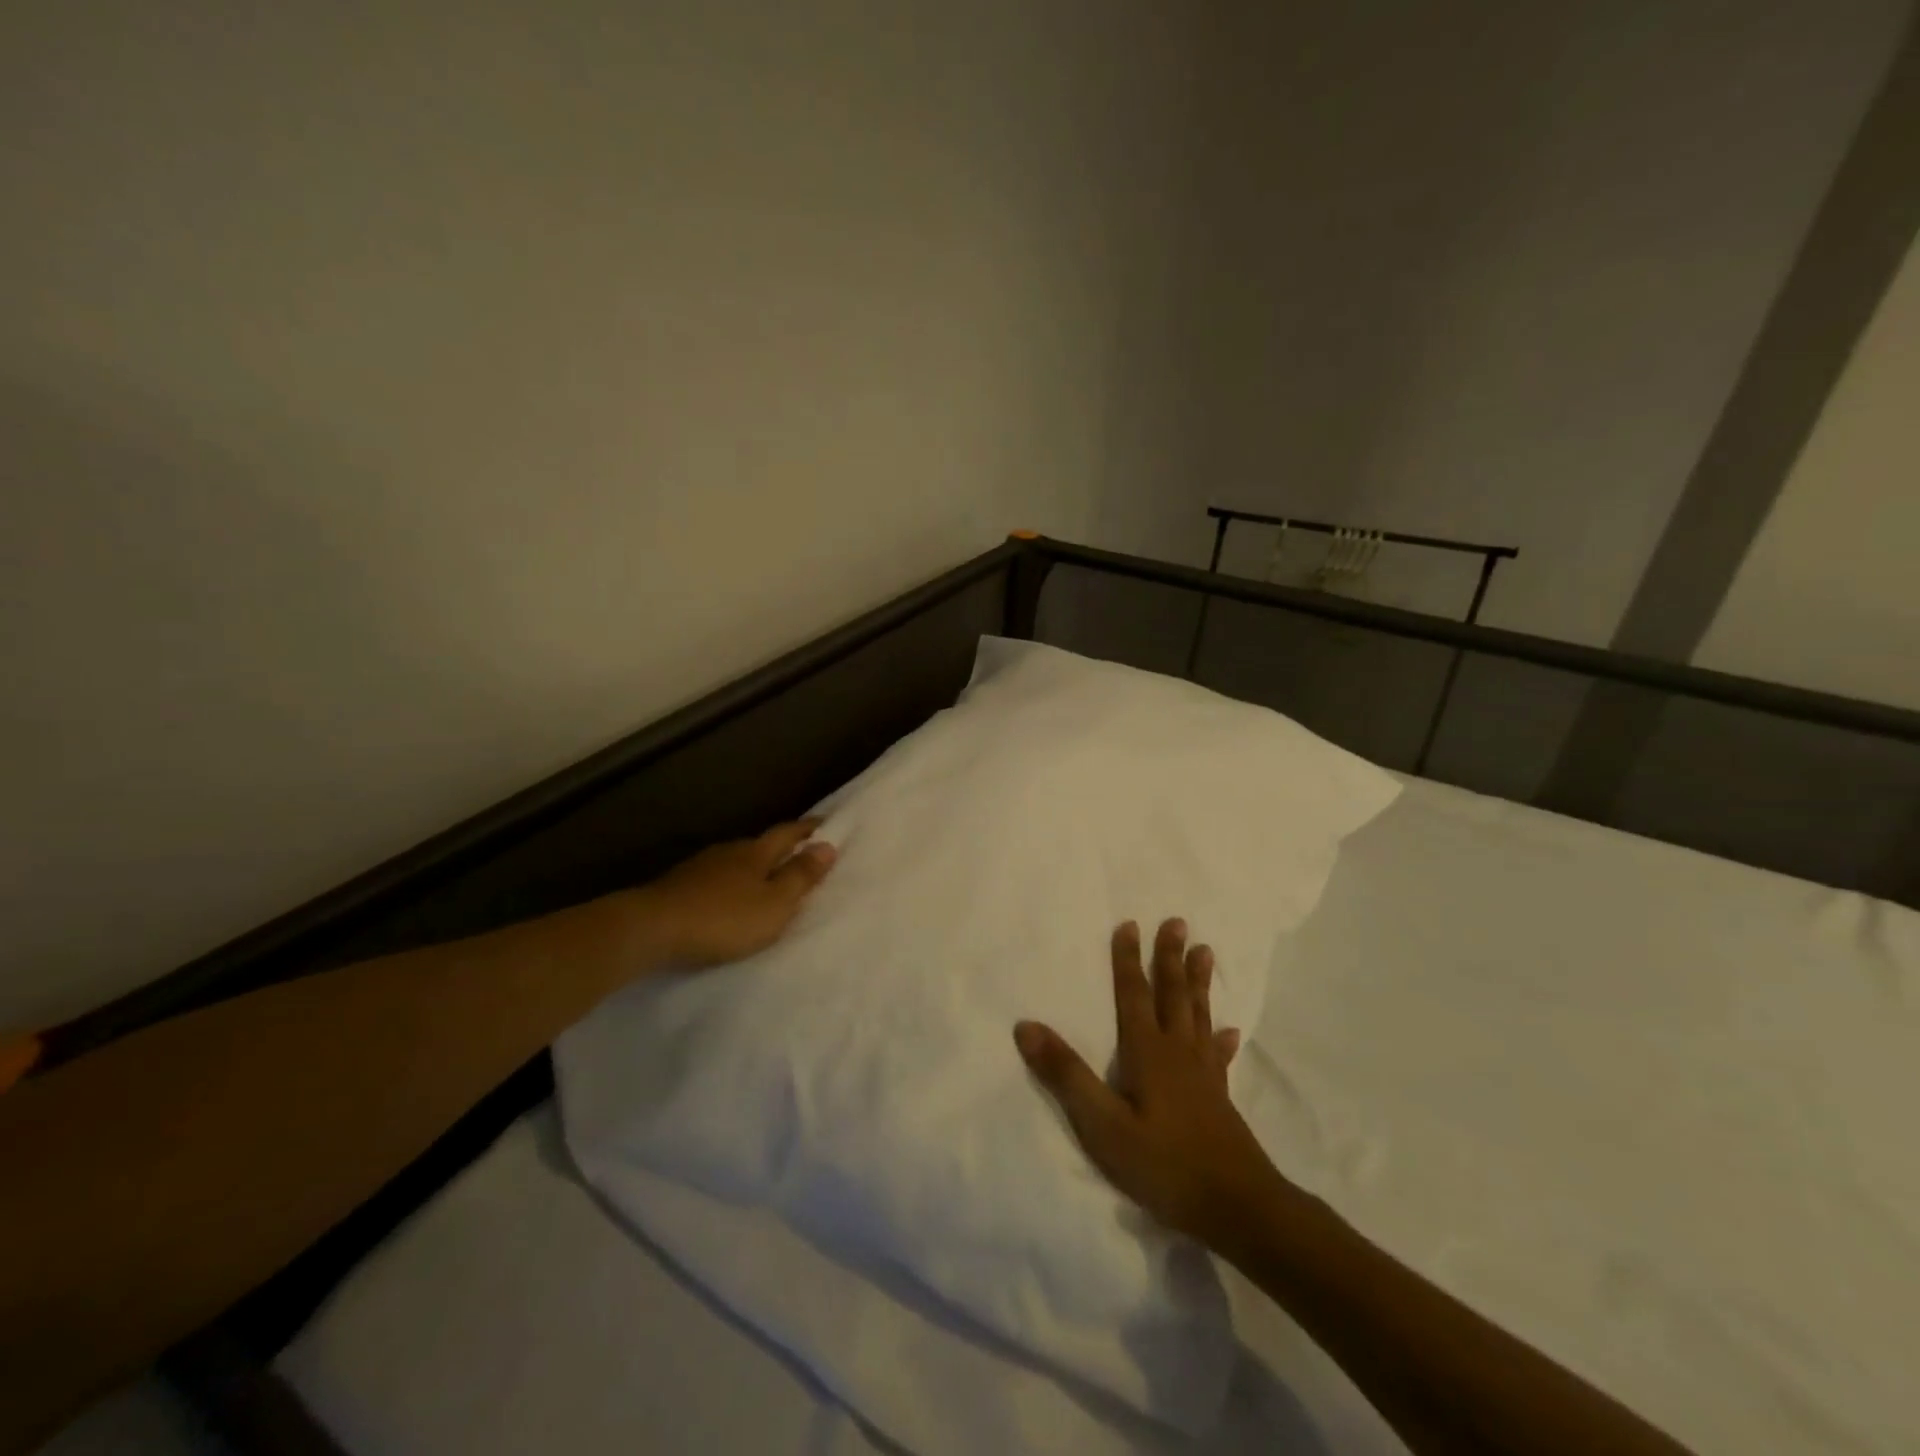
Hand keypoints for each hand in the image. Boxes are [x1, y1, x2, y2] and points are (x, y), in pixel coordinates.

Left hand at [636, 818, 836, 967]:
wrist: (652, 928)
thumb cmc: (724, 918)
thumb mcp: (774, 904)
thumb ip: (800, 876)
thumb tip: (828, 845)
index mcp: (757, 853)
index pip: (788, 833)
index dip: (808, 829)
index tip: (826, 824)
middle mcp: (730, 851)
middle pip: (761, 844)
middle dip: (781, 847)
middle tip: (800, 852)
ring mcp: (701, 867)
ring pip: (736, 861)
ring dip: (754, 867)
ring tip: (766, 879)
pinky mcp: (680, 885)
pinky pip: (716, 878)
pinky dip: (730, 884)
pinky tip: (729, 897)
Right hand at [1015, 918, 1285, 1248]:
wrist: (1236, 1207)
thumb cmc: (1164, 1165)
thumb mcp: (1103, 1125)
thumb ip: (1066, 1075)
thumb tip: (1026, 1026)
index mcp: (1147, 1052)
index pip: (1133, 995)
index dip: (1127, 960)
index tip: (1129, 924)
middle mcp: (1177, 1052)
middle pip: (1172, 995)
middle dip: (1170, 958)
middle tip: (1177, 922)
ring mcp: (1202, 1074)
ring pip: (1198, 1015)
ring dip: (1198, 983)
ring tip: (1206, 952)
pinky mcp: (1219, 1098)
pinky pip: (1218, 1056)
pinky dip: (1221, 1039)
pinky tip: (1230, 1031)